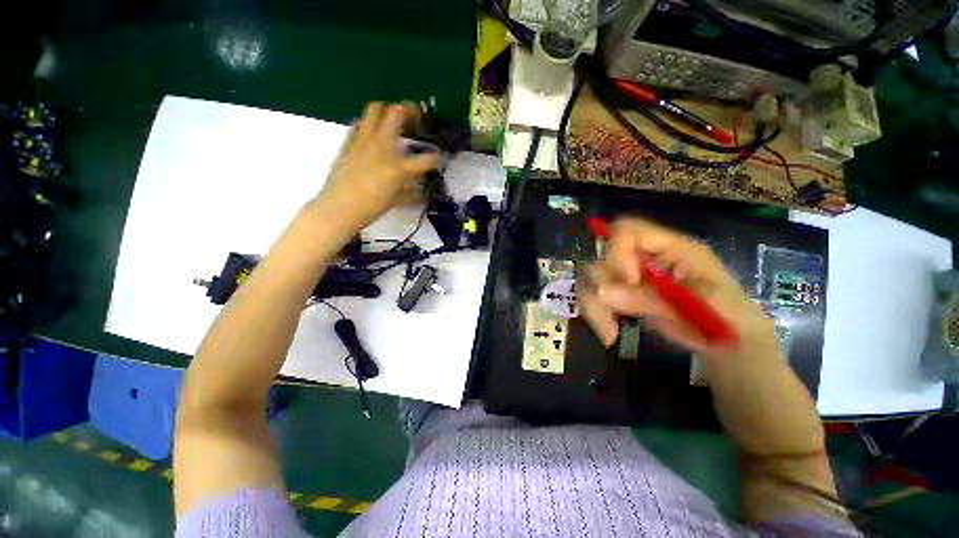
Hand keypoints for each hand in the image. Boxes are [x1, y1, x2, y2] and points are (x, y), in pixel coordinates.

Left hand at [309, 102, 438, 231]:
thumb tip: (421, 188)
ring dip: (387, 112)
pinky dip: (368, 126)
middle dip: (410, 111)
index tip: (438, 159)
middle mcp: (382, 147)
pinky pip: (359, 124)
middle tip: (414, 121)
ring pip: (374, 109)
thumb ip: (411, 190)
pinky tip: (371, 137)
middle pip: (397, 112)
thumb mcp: (397, 200)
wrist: (339, 208)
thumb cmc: (371, 208)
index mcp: (399, 168)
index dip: (437, 159)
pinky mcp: (349, 142)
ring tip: (393, 124)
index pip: (427, 160)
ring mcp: (363, 141)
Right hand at [580, 218, 776, 360]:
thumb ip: (651, 298)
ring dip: (595, 305)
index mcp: (670, 248)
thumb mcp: (696, 306)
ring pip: (593, 279)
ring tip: (609, 332)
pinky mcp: (623, 295)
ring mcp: (631, 277)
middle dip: (605, 284)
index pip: (627, 231)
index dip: (619, 253)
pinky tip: (609, 334)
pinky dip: (597, 315)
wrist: (729, 343)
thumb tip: (602, 293)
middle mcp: (644, 257)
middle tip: (616, 310)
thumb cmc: (725, 318)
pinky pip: (595, 298)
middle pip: (604, 256)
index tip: (629, 282)